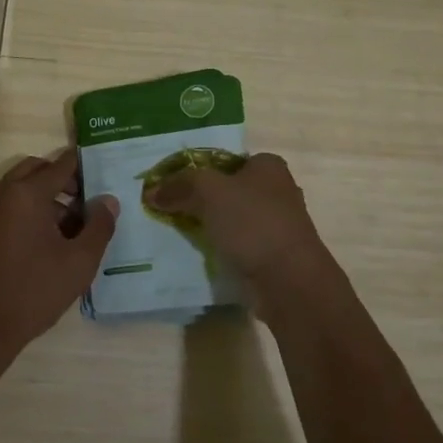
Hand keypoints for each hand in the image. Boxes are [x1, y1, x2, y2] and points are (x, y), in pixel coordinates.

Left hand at [0, 149, 117, 359]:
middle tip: (86, 203)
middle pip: (38, 169)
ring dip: (45, 195)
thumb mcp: (79, 262)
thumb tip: (108, 200)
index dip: (84, 167)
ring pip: (20, 186)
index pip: (61, 165)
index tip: (103, 175)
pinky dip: (27, 208)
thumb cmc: (33, 291)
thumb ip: (99, 226)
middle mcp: (2, 192)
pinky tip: (44, 241)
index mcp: (26, 193)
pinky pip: (7, 203)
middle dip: (63, 180)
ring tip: (69, 228)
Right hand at [142, 152, 332, 309]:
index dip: (199, 170)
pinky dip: (223, 250)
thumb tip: (152, 191)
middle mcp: (278, 191)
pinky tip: (203, 257)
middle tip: (172, 209)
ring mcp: (279, 226)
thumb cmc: (252, 223)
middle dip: (204, 200)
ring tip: (181, 234)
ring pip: (234, 220)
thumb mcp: (209, 192)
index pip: (226, 160)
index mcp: (269, 166)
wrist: (289, 282)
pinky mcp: (275, 256)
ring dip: (212, 227)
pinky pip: (240, 246)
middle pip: (230, 190)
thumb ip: (180, 185)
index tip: (174, 186)